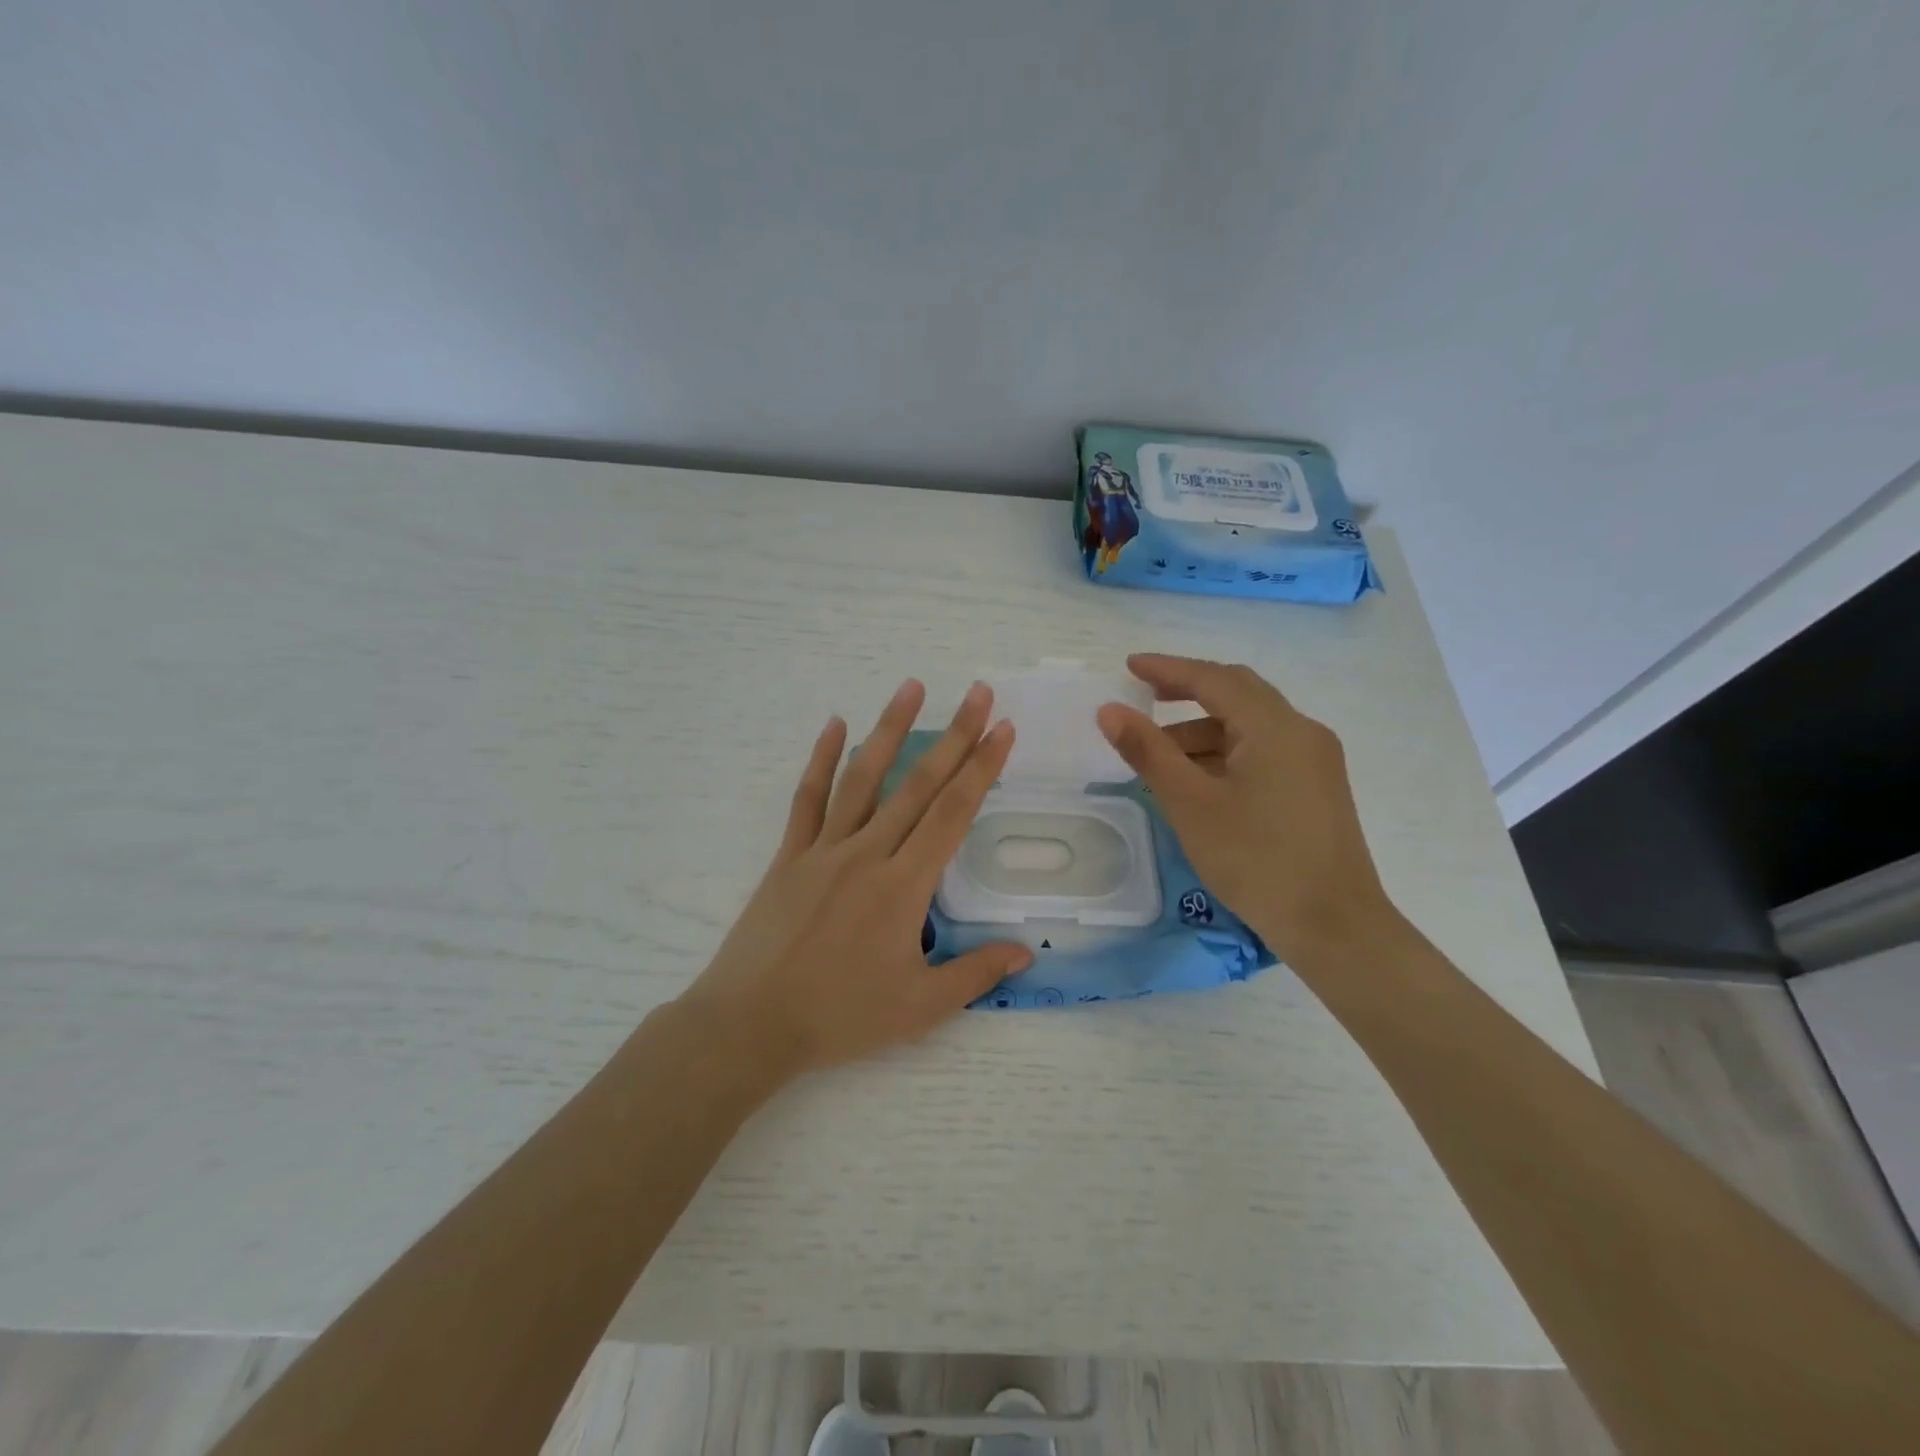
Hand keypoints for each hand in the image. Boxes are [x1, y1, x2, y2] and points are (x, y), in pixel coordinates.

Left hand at [682, 679, 1032, 1075]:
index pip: (954, 814)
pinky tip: (834, 726)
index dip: (982, 768)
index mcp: (904, 885)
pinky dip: (822, 759)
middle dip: (955, 735)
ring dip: (890, 729)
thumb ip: (975, 974)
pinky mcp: (790, 855)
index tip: (1003, 730)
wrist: (751, 1023)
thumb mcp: (920, 1008)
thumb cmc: (840, 1016)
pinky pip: (808, 798)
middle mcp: (868, 853)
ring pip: (864, 777)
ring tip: (912, 687)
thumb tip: (1025, 953)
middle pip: (919, 784)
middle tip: (978, 693)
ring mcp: (824, 849)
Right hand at [1095, 654, 1394, 967]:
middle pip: (1238, 692)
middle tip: (1145, 696)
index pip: (1214, 679)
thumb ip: (1148, 752)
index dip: (1168, 669)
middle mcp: (1301, 732)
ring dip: (1204, 729)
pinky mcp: (1317, 788)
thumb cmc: (1257, 860)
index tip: (1129, 666)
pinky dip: (1226, 752)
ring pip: (1251, 726)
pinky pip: (1264, 750)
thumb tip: (1109, 711)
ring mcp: (1315, 760)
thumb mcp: (1191, 804)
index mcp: (1274, 727)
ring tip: (1159, 755)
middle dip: (1189, 690)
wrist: (1334, 927)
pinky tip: (1198, 780)